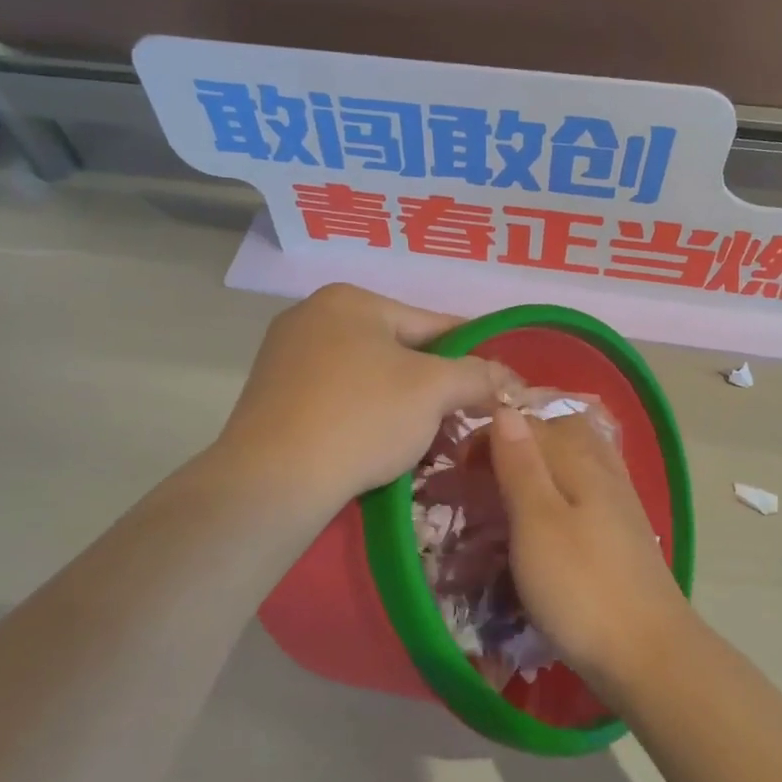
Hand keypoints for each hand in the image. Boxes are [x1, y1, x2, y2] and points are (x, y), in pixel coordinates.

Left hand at [214, 284, 515, 518]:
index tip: (496, 380)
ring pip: (367, 378)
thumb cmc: (362, 417)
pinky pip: (337, 399)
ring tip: (425, 439)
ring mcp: (285, 357)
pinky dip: (364, 417)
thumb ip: (478, 375)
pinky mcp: (272, 398)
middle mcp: (312, 316)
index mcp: (350, 300)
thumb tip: (510, 378)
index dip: (471, 353)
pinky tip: (378, 447)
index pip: (432, 323)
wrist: (273, 481)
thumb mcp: (434, 390)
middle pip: (397, 350)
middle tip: (461, 419)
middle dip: (433, 385)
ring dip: (401, 404)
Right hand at [489, 407, 690, 690]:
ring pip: (577, 460)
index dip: (490, 435)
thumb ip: (521, 465)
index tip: (458, 466)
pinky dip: (562, 490)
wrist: (648, 652)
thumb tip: (505, 409)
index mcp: (580, 461)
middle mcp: (604, 470)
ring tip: (509, 492)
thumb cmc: (581, 587)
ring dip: (542, 465)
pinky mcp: (625, 532)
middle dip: (520, 441)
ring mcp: (621, 501)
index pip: (531, 424)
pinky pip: (589, 489)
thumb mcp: (537, 523)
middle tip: (483, 474)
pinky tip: (549, 520)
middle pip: (560, 433)